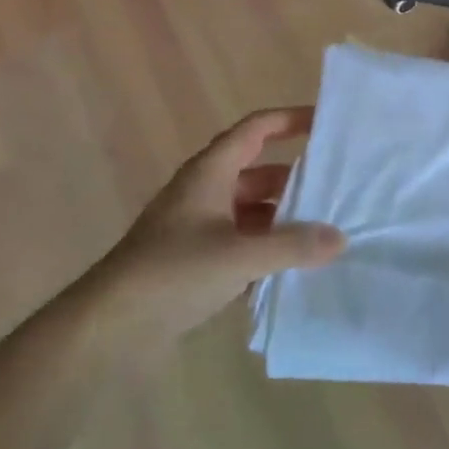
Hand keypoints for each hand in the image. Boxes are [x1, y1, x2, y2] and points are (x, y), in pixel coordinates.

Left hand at [97, 107, 344, 338]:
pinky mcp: (196, 259)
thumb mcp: (239, 256)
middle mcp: (205, 192)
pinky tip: (294, 269)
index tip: (326, 124)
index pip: (256, 129)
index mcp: (210, 173)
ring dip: (284, 219)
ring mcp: (199, 227)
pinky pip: (243, 242)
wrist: (108, 328)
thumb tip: (340, 238)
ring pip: (253, 211)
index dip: (290, 120)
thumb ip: (292, 246)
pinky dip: (267, 249)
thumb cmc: (172, 273)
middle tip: (338, 190)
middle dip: (297, 180)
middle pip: (260, 172)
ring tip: (325, 233)